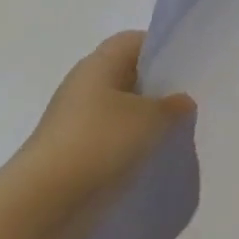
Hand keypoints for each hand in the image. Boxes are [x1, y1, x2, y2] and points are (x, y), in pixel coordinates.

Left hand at [15, 31, 195, 238]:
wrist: (48, 197)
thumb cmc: (101, 142)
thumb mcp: (150, 118)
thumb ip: (172, 105)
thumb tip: (182, 100)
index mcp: (98, 64)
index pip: (134, 41)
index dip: (161, 48)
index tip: (188, 67)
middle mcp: (84, 84)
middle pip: (127, 73)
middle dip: (158, 86)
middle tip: (190, 100)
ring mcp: (77, 118)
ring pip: (121, 107)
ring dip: (146, 117)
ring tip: (176, 130)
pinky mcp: (77, 148)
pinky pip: (112, 135)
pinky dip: (132, 141)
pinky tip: (152, 154)